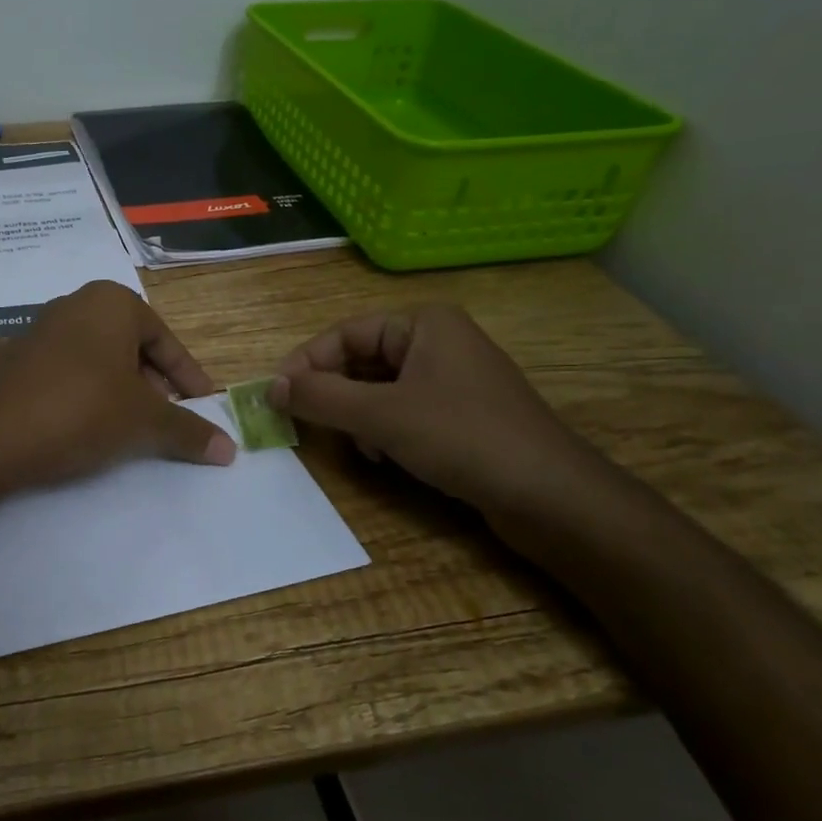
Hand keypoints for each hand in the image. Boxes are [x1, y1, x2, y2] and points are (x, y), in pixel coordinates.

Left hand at [0, 281, 235, 489]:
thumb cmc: (81, 410)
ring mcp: (30, 332)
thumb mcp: (144, 422)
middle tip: (164, 417)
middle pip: (126, 346)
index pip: (165, 340)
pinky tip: (68, 423)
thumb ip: (188, 430)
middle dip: (149, 382)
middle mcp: (70, 306)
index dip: (188, 377)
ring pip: (88, 360)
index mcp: (111, 303)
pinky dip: (68, 395)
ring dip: (109, 388)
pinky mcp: (1, 363)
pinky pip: (50, 376)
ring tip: (120, 425)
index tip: (203, 407)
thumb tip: (229, 447)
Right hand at [270, 304, 617, 523]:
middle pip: (362, 360)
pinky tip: (385, 456)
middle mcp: (439, 342)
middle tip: (307, 423)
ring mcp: (454, 379)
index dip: (306, 363)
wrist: (552, 497)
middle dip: (334, 393)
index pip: (344, 334)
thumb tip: (268, 387)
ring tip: (357, 445)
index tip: (277, 397)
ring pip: (380, 389)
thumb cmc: (463, 438)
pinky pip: (405, 410)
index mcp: (423, 323)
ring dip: (358, 416)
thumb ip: (319, 396)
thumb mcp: (380, 415)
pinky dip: (384, 430)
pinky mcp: (463, 414)